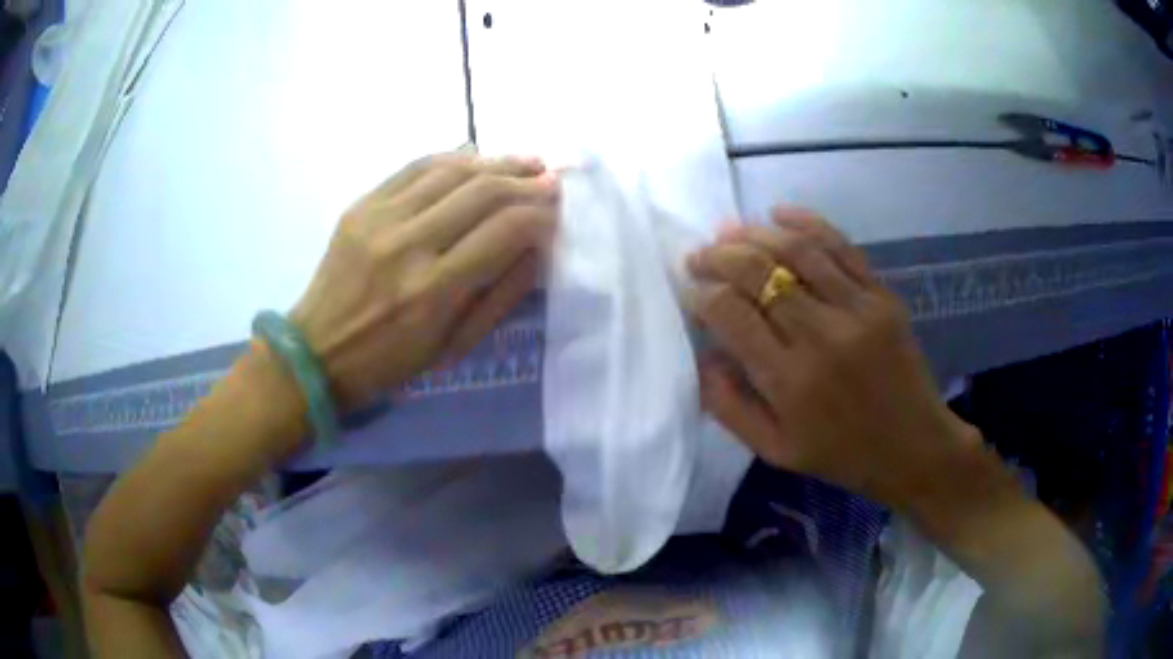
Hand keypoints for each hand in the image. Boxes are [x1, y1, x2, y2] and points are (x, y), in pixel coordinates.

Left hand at [290, 151, 558, 408]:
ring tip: (524, 161)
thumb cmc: (389, 362)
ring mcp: (380, 218)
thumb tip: (537, 246)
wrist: (317, 351)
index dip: (541, 213)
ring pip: (451, 170)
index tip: (559, 208)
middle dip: (526, 180)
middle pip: (482, 191)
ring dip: (495, 161)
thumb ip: (501, 295)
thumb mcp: (454, 347)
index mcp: (434, 291)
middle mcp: (408, 245)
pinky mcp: (361, 206)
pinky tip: (476, 158)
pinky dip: (452, 158)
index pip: (506, 230)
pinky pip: (415, 167)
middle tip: (550, 178)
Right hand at [687, 208, 978, 507]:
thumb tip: (702, 355)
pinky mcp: (882, 295)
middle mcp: (821, 337)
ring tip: (729, 232)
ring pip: (795, 251)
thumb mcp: (775, 451)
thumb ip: (730, 407)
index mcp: (789, 382)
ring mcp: (857, 309)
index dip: (702, 294)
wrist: (913, 446)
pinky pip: (840, 246)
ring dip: (755, 234)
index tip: (691, 291)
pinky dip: (807, 222)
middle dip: (719, 256)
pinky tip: (780, 214)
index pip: (731, 315)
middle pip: (758, 272)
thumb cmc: (841, 455)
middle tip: (700, 256)